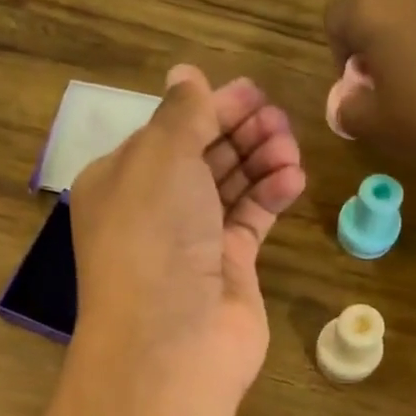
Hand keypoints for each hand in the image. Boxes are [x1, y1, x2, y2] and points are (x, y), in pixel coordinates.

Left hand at [69, 64, 304, 395]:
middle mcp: (154, 211)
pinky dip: (271, 196)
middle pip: (202, 157)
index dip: (210, 109)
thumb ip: (182, 114)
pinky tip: (294, 177)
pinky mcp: (228, 269)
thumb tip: (187, 74)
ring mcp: (192, 243)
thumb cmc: (154, 237)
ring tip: (290, 146)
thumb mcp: (160, 158)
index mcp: (121, 181)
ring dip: (260, 160)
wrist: (172, 341)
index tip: (253, 91)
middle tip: (278, 118)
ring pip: (231, 187)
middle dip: (240, 132)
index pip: (169, 132)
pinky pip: (251, 221)